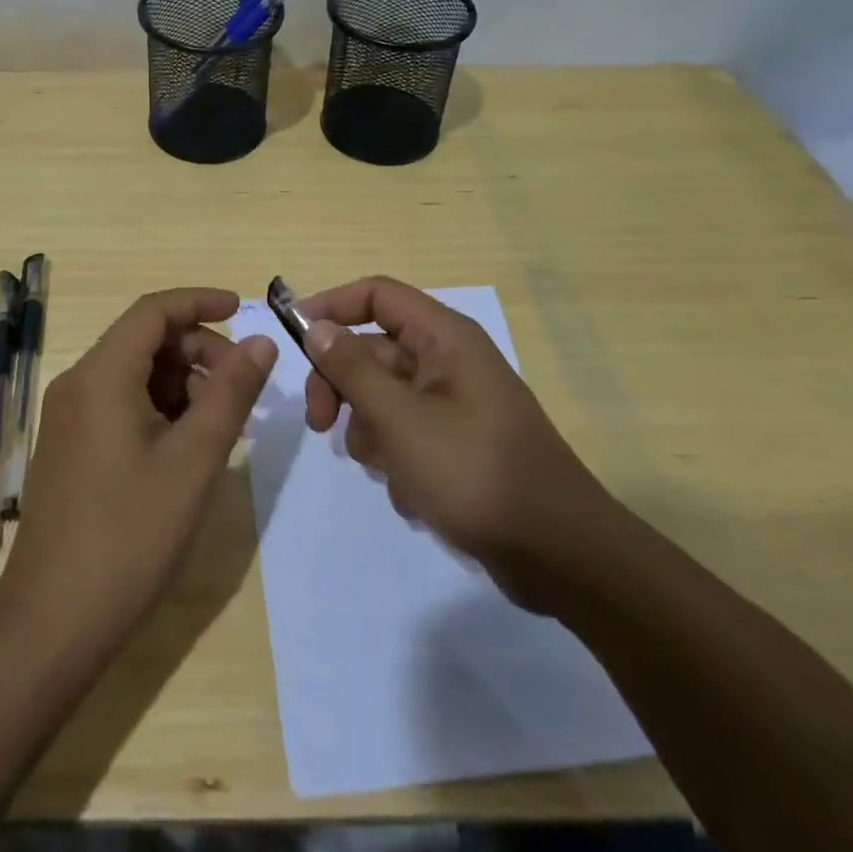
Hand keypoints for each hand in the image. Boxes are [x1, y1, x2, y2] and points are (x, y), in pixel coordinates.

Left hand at [0, 288, 276, 656]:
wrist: (53, 622)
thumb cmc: (130, 535)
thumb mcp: (194, 460)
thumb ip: (231, 393)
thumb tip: (261, 341)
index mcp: (100, 375)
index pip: (153, 310)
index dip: (200, 302)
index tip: (243, 310)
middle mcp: (77, 383)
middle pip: (144, 340)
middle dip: (198, 351)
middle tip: (242, 387)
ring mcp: (69, 417)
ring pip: (135, 374)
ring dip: (182, 383)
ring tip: (222, 424)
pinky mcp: (70, 446)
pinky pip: (120, 403)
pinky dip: (159, 408)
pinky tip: (188, 446)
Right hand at [300, 276, 621, 609]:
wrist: (560, 556)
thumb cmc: (475, 474)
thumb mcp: (400, 420)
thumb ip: (351, 369)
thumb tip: (316, 326)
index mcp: (444, 338)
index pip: (376, 295)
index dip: (331, 305)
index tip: (292, 335)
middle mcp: (449, 361)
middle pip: (372, 350)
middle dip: (341, 385)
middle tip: (318, 423)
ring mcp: (454, 404)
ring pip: (383, 397)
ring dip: (371, 431)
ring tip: (390, 469)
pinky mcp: (457, 443)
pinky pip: (406, 433)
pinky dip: (398, 459)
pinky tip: (416, 494)